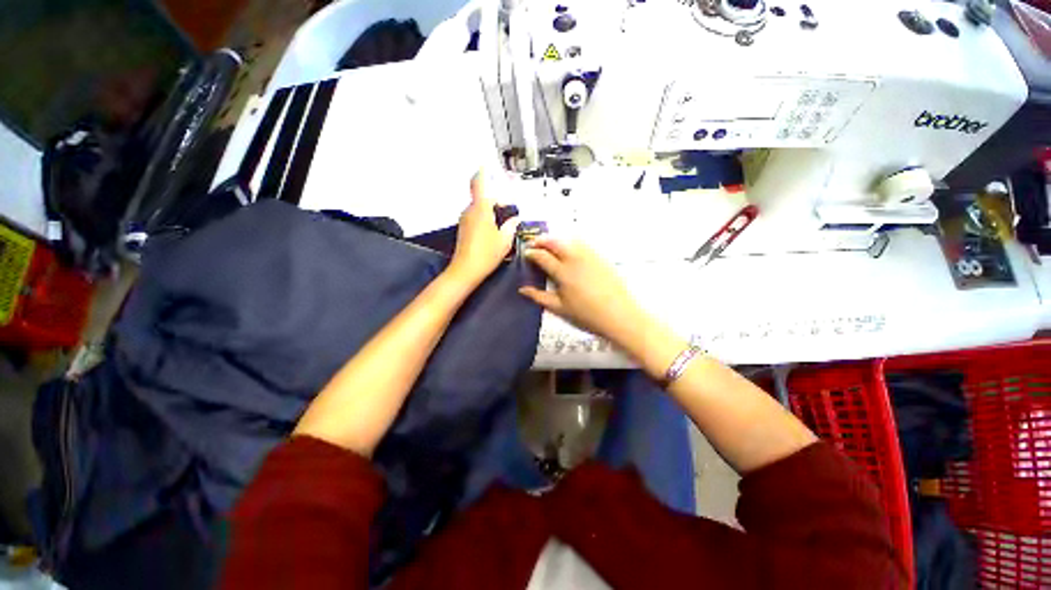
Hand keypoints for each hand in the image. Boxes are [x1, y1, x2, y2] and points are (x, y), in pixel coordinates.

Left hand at [447, 172, 520, 285]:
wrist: (466, 270)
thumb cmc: (487, 253)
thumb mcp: (505, 240)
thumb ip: (511, 226)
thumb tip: (514, 219)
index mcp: (481, 209)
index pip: (479, 184)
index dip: (482, 173)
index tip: (485, 165)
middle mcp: (470, 211)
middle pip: (482, 199)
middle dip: (496, 202)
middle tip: (509, 211)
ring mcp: (465, 221)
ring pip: (479, 209)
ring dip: (491, 212)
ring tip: (504, 224)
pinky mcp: (463, 230)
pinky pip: (476, 218)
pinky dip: (486, 220)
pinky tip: (494, 233)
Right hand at [519, 238, 649, 346]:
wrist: (620, 315)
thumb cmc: (587, 315)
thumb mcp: (560, 309)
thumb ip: (539, 297)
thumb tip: (522, 289)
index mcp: (563, 272)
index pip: (542, 256)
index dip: (531, 253)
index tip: (526, 254)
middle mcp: (575, 259)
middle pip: (554, 241)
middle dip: (541, 240)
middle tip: (534, 244)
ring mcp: (589, 256)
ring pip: (568, 239)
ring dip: (555, 239)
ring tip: (549, 245)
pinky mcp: (600, 257)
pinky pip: (582, 243)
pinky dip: (570, 242)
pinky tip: (569, 249)